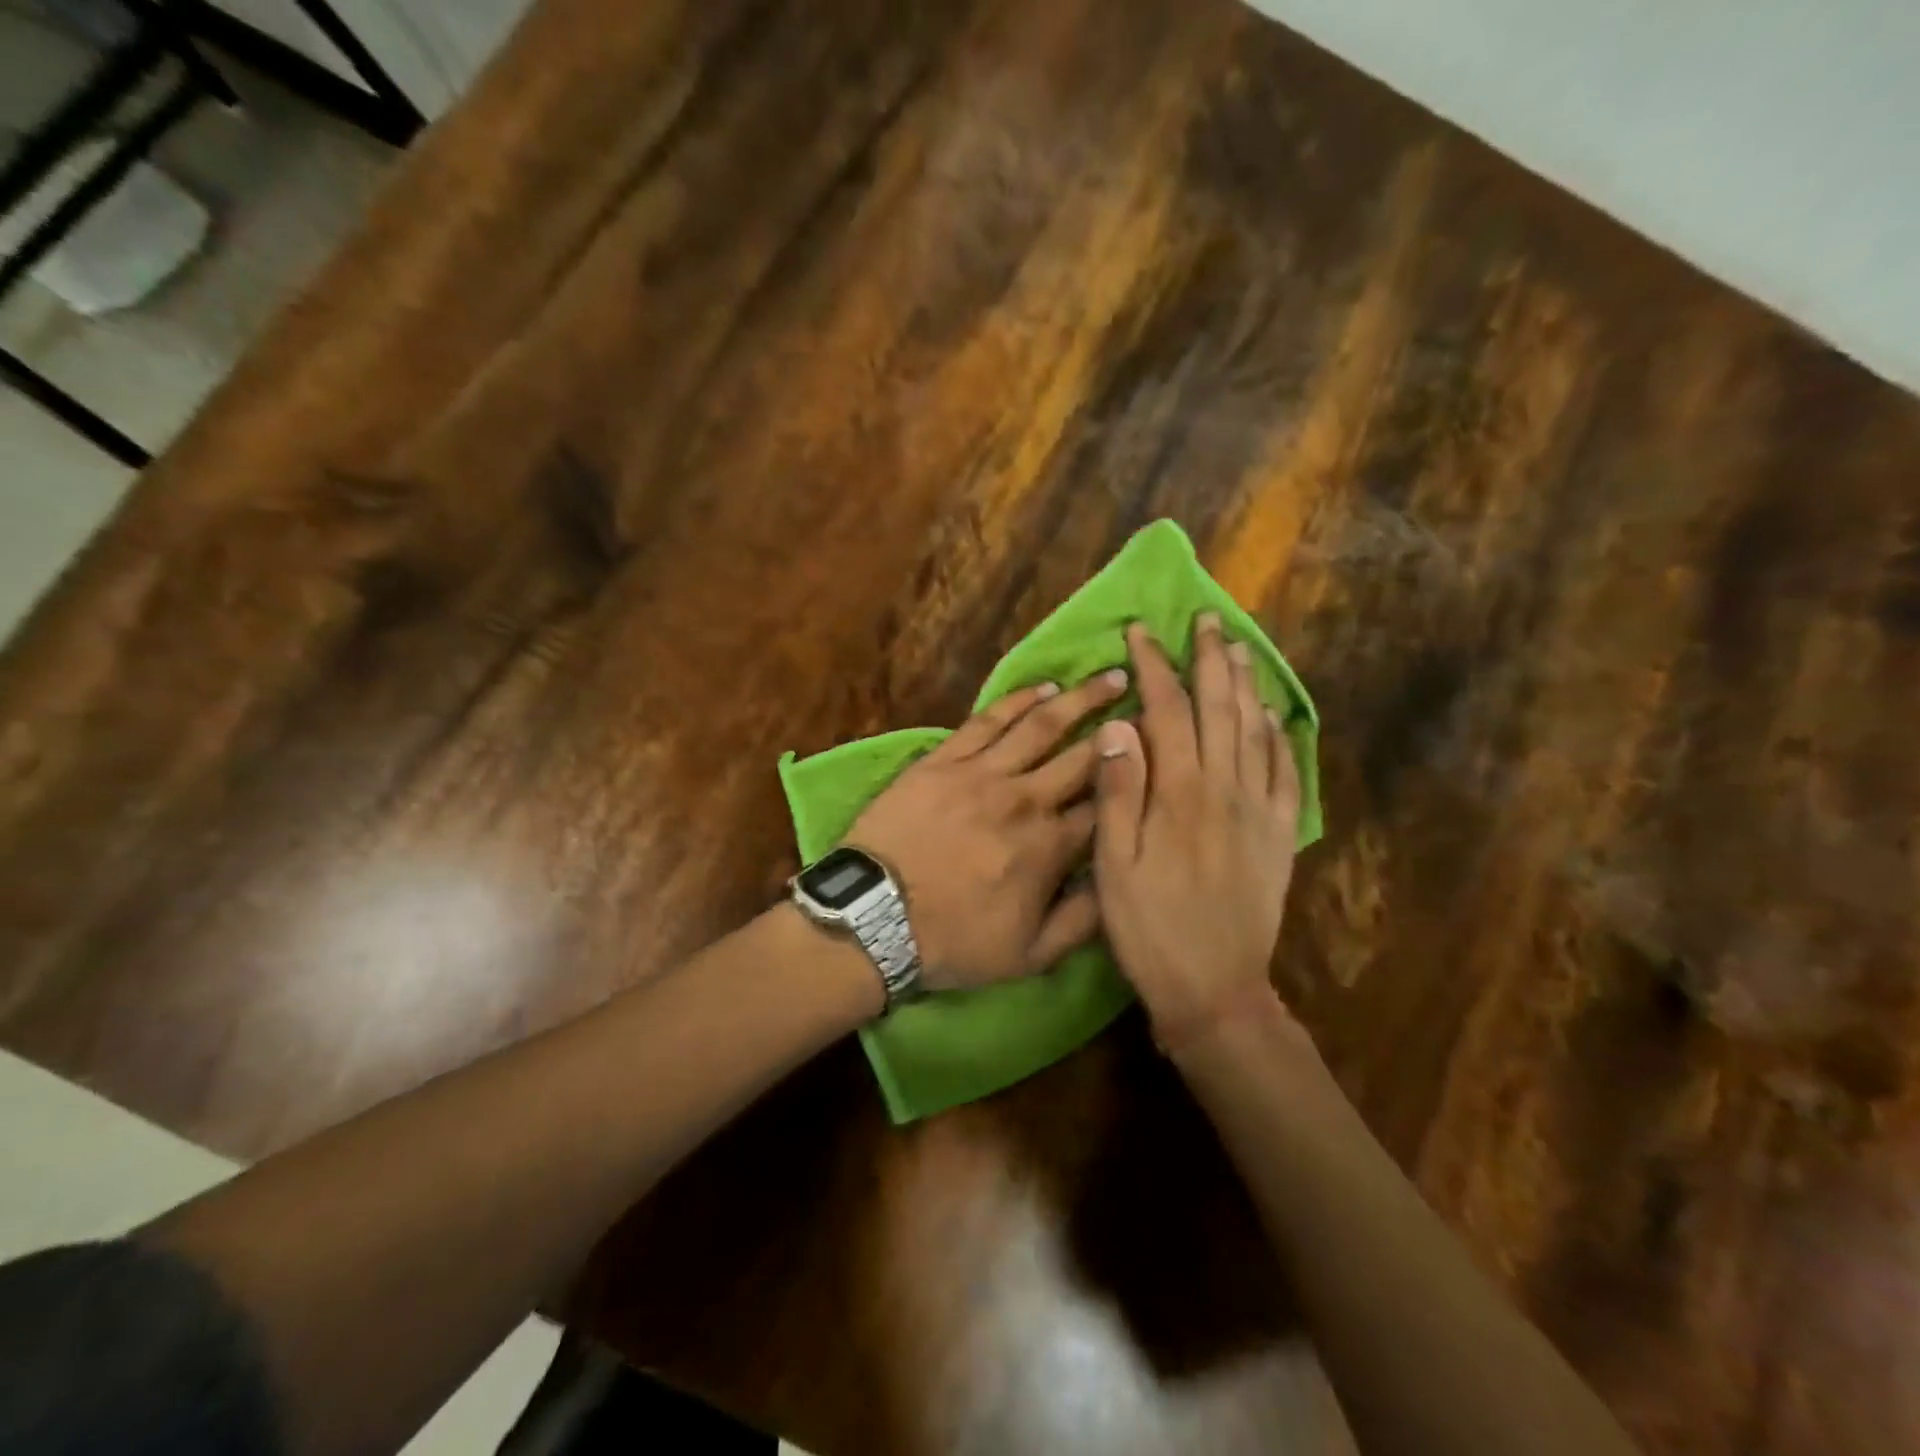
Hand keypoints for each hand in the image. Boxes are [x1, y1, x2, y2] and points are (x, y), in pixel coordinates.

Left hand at [846, 669, 1128, 990]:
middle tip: (1152, 700)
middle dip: (1124, 728)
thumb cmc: (954, 941)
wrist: (875, 918)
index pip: (1108, 806)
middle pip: (1085, 756)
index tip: (1162, 755)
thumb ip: (1083, 920)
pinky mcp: (945, 760)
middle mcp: (1026, 800)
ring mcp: (983, 774)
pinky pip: (987, 720)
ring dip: (1080, 699)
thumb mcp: (1030, 955)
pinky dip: (1017, 700)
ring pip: (1041, 727)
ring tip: (1112, 677)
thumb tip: (1121, 882)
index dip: (1139, 778)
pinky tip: (1042, 687)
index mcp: (1051, 847)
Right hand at [1092, 615, 1302, 1047]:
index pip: (1168, 711)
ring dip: (1247, 686)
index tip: (1141, 633)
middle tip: (1206, 621)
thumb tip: (1119, 726)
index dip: (1154, 668)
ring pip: (1257, 732)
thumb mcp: (1115, 866)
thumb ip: (1118, 793)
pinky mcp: (1280, 836)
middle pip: (1221, 709)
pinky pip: (1287, 774)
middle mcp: (1226, 790)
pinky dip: (1281, 738)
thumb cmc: (1151, 928)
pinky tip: (1275, 719)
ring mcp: (1260, 811)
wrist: (1215, 989)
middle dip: (1211, 661)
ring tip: (1240, 650)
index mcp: (1181, 794)